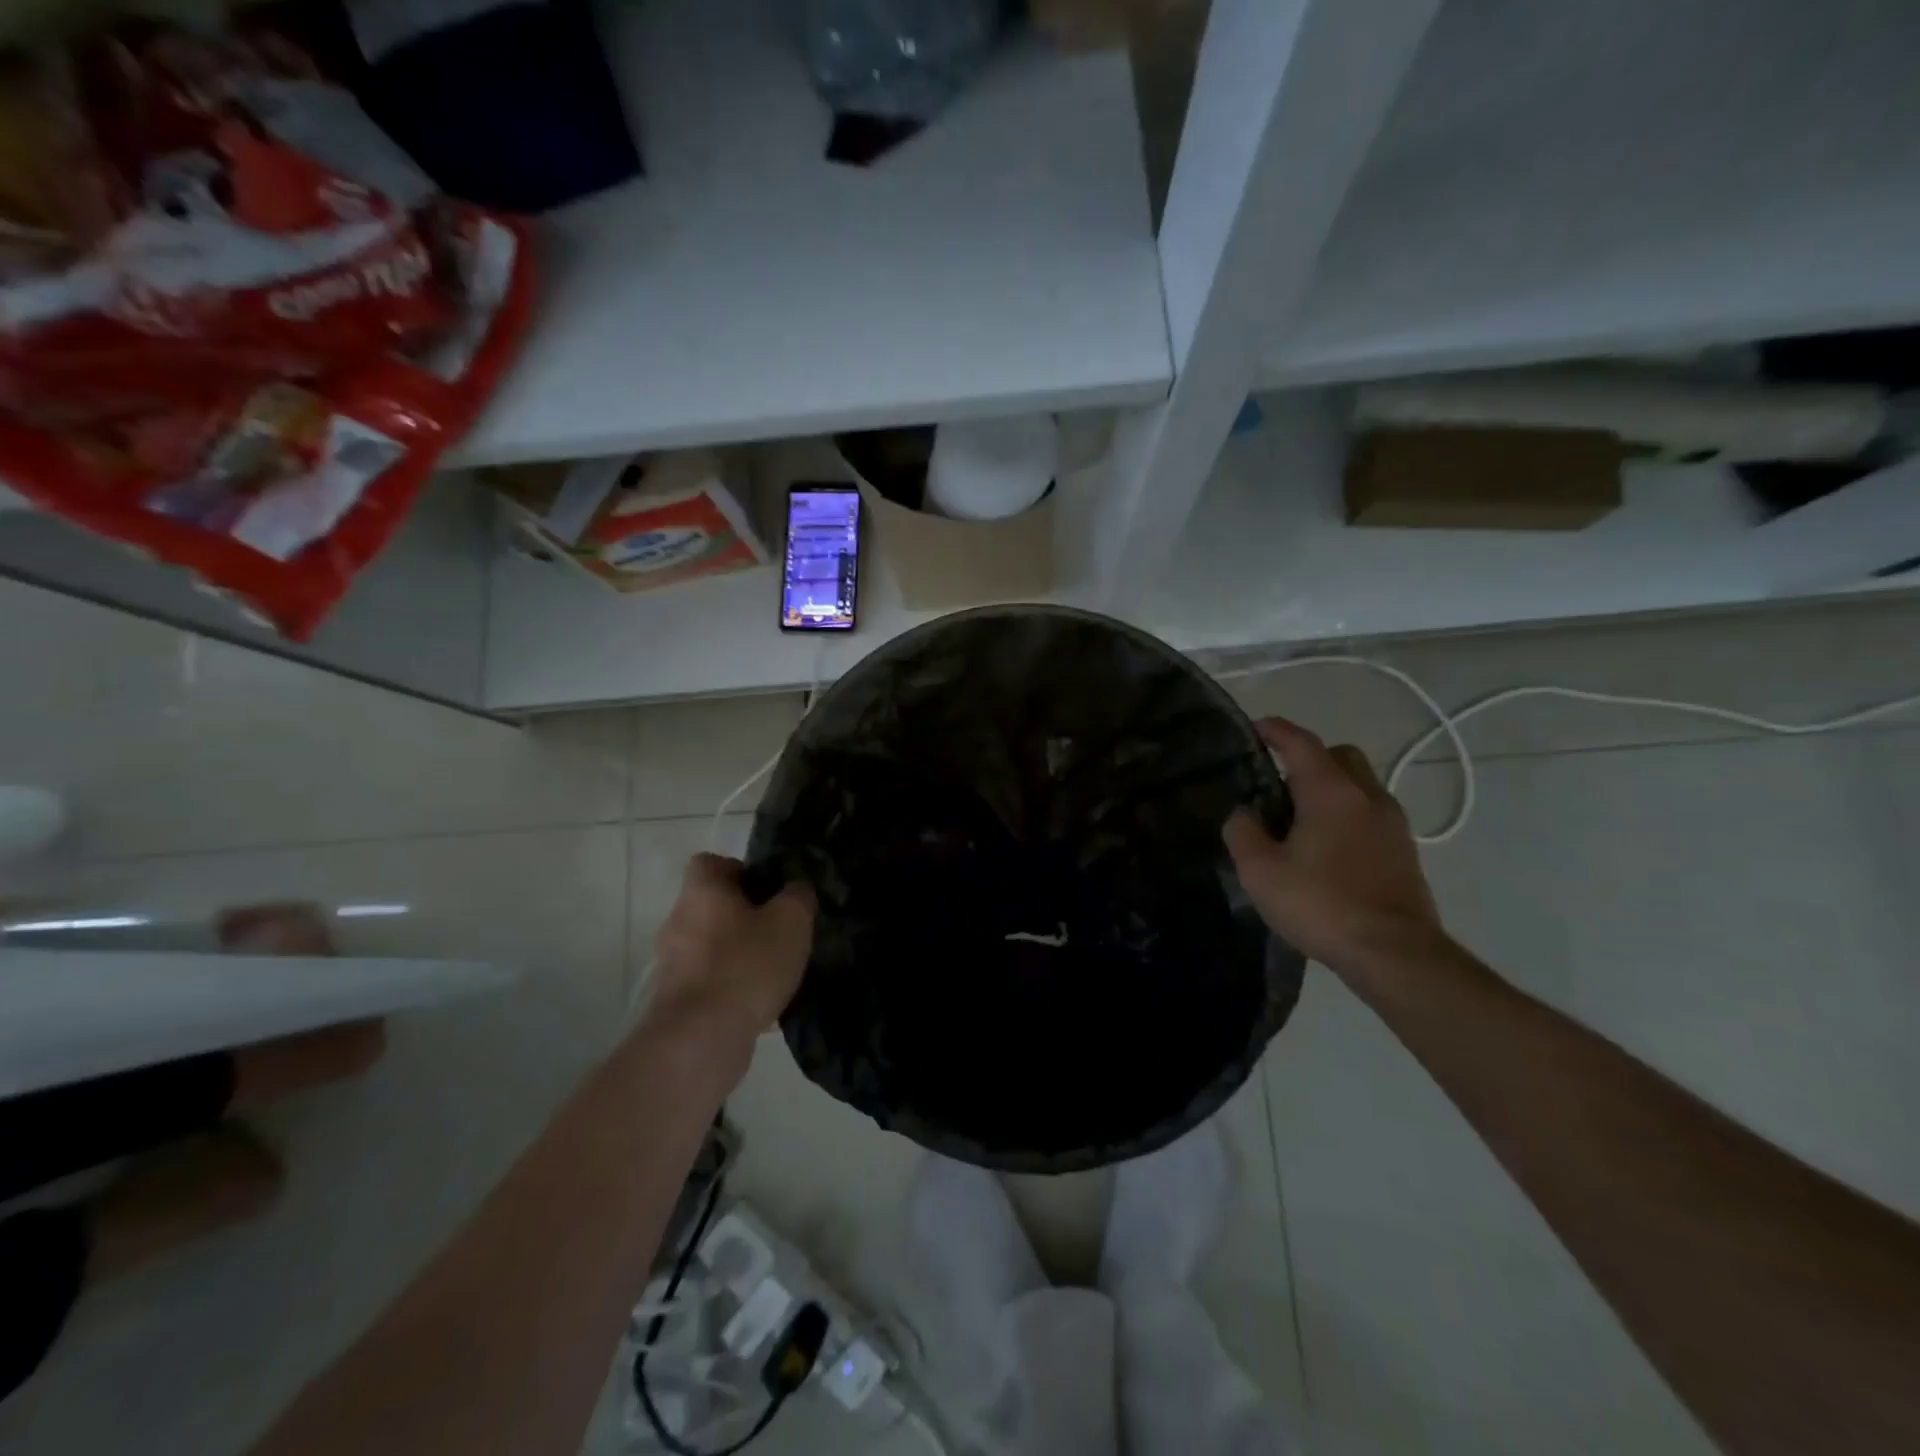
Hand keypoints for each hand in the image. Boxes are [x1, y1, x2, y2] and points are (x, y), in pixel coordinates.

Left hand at [650, 854, 815, 1046]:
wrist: (701, 1039)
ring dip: (739, 954)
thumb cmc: (746, 965)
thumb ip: (798, 896)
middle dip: (745, 917)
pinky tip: (761, 1006)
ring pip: (711, 946)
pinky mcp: (675, 1001)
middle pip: (713, 906)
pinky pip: (709, 982)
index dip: (740, 870)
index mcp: (702, 892)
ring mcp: (672, 963)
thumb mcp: (791, 921)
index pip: (710, 862)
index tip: (768, 891)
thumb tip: (796, 889)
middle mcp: (678, 921)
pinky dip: (732, 988)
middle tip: (779, 932)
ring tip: (774, 972)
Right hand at [1223, 716, 1443, 974]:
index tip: (1256, 727)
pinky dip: (1348, 816)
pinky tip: (1327, 849)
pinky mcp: (1405, 851)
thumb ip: (1242, 832)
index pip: (1301, 743)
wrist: (1393, 953)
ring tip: (1300, 821)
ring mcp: (1393, 824)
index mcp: (1330, 792)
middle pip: (1340, 757)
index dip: (1276, 730)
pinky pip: (1370, 815)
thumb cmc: (1321, 904)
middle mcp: (1367, 796)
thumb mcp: (1260, 870)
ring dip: (1331, 789)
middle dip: (1310, 759)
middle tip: (1279, 784)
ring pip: (1359, 786)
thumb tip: (1243, 813)